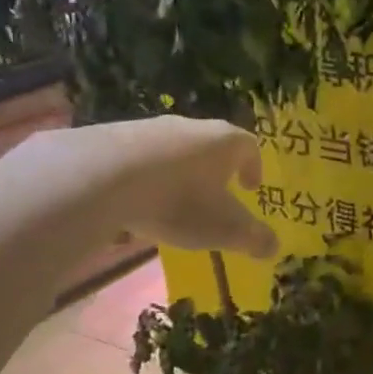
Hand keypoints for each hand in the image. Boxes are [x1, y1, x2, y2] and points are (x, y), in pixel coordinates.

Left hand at [22, 117, 278, 258]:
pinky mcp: (112, 136)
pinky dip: (144, 177)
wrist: (99, 176)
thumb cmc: (177, 200)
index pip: (249, 146)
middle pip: (211, 145)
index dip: (253, 167)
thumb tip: (273, 247)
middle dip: (215, 171)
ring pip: (173, 150)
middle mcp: (190, 126)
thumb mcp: (223, 229)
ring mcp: (149, 127)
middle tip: (213, 197)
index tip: (249, 188)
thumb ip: (252, 238)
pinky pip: (138, 157)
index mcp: (224, 142)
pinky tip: (133, 203)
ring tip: (170, 204)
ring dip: (177, 174)